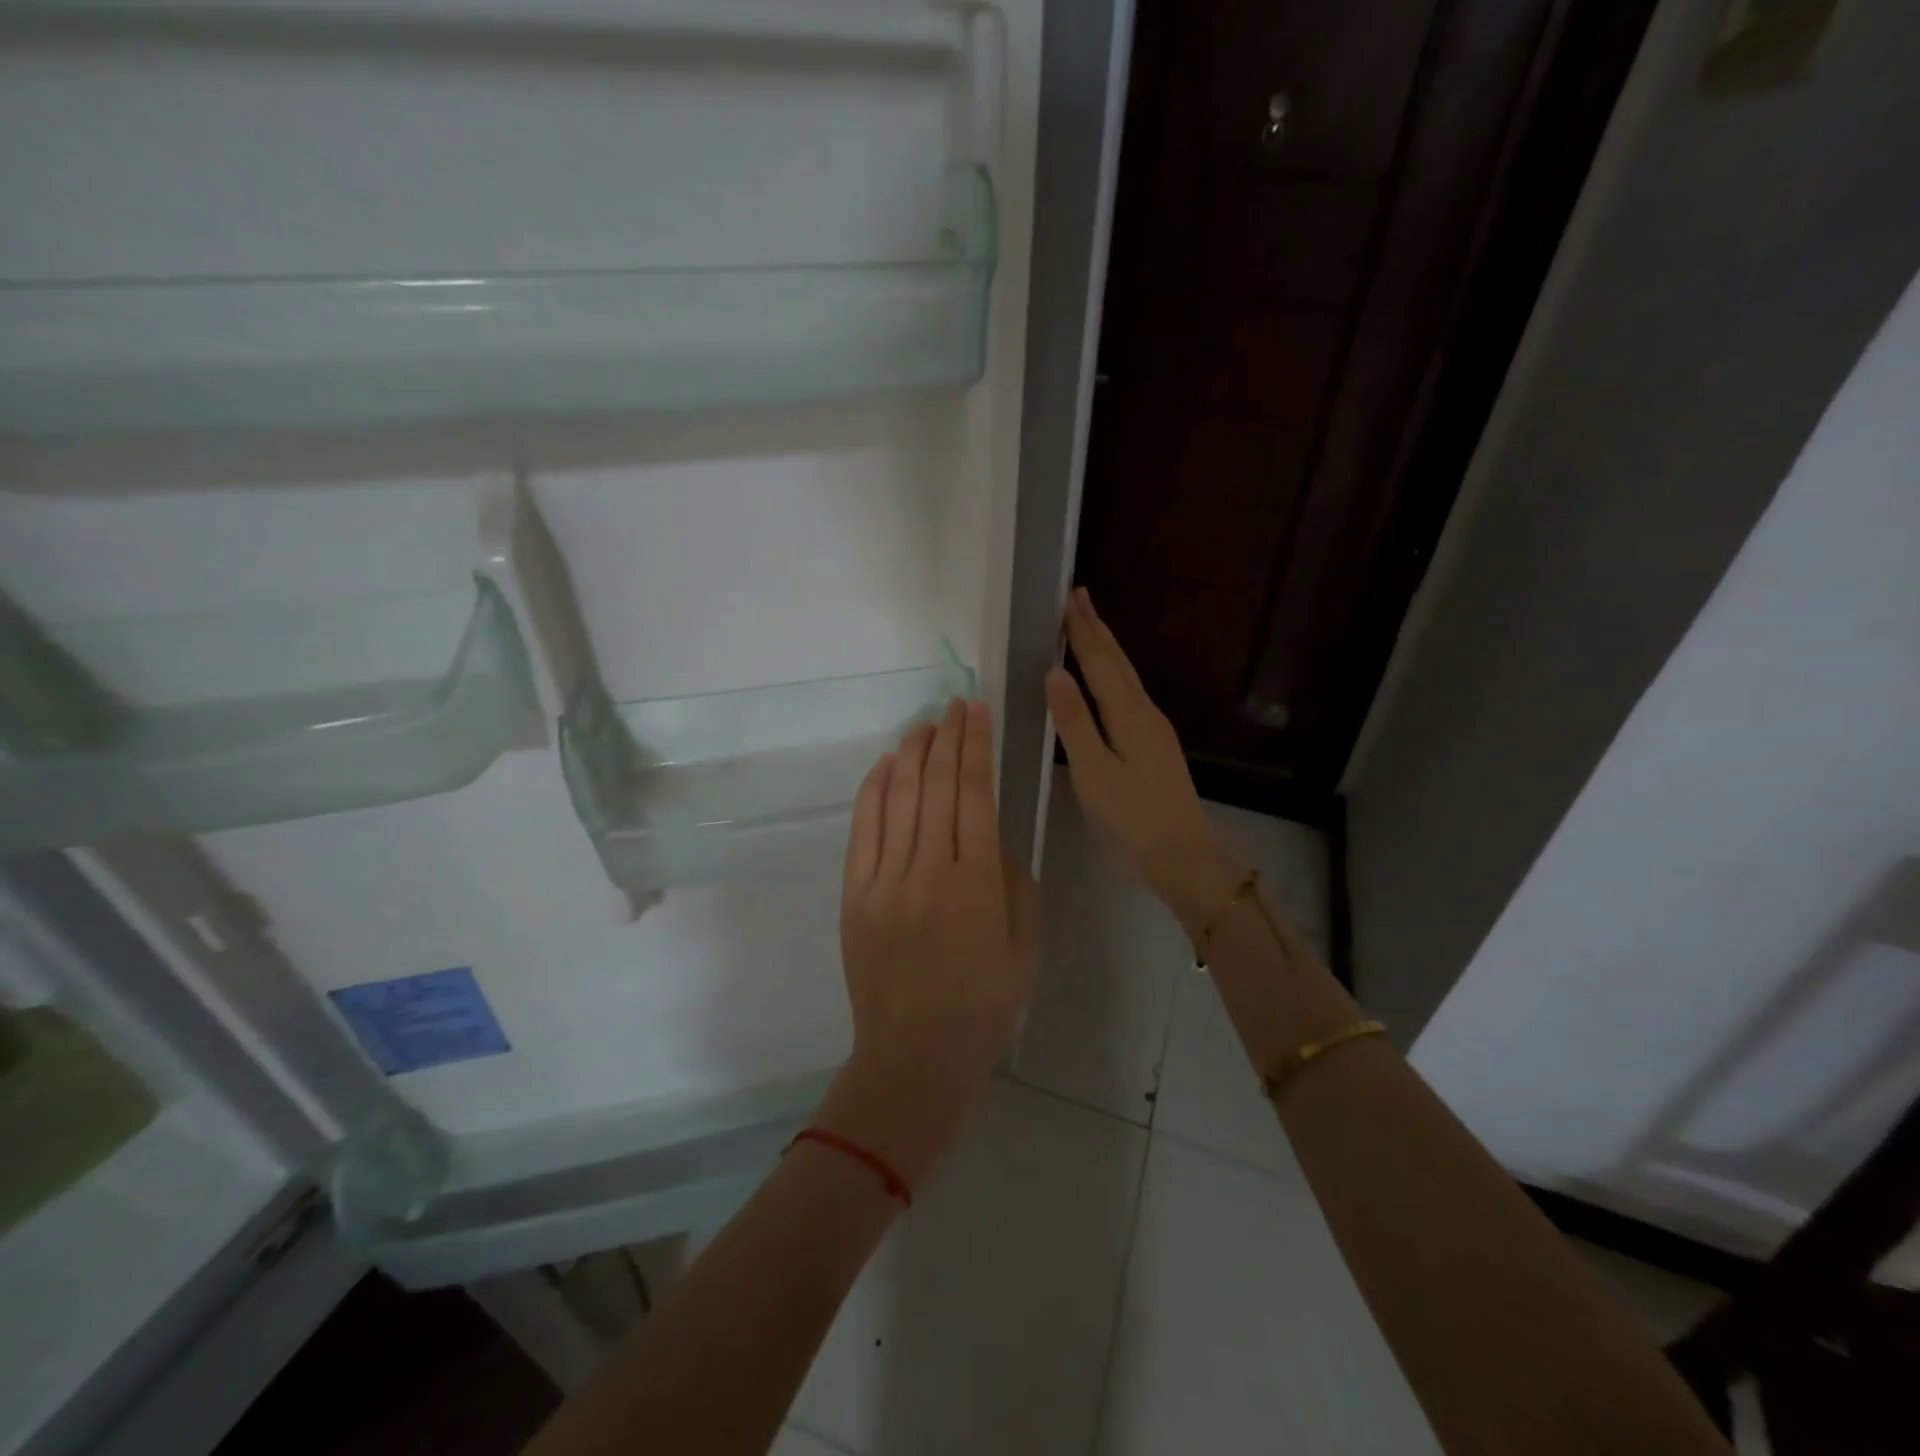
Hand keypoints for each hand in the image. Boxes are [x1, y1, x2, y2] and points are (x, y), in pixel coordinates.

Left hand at [818, 698, 1039, 1187]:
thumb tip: (993, 839)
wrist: (914, 1058)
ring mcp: (885, 881)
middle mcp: (929, 871)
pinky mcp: (855, 895)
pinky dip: (876, 789)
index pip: (976, 794)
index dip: (976, 746)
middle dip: (948, 737)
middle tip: (955, 705)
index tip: (977, 711)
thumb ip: (1015, 883)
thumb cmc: (984, 1008)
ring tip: (925, 723)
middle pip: (937, 786)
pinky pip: (864, 829)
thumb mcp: (1025, 948)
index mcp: (978, 884)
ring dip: (913, 754)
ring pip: (900, 798)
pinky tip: (888, 763)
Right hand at [1045, 588, 1242, 934]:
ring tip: (1090, 627)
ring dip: (1107, 649)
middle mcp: (1145, 712)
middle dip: (1097, 629)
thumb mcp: (1093, 770)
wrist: (1183, 854)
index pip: (1100, 662)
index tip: (1069, 598)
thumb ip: (1074, 721)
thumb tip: (1055, 672)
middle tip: (1080, 596)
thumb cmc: (1132, 816)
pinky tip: (1109, 682)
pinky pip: (1129, 694)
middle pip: (1118, 662)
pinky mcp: (1155, 745)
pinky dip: (1113, 675)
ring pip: (1126, 677)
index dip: (1082, 631)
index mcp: (1128, 714)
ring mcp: (1154, 729)